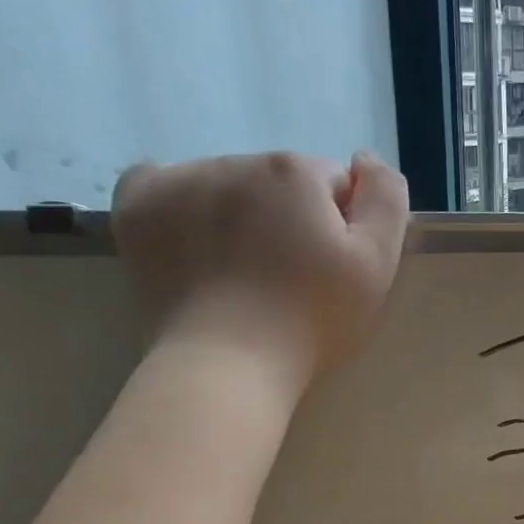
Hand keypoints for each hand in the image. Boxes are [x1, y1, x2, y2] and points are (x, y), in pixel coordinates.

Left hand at [112, 150, 409, 385]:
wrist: (229, 363)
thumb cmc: (314, 318)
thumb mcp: (377, 263)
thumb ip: (385, 199)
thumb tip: (363, 159)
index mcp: (294, 171)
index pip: (333, 183)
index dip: (340, 226)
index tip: (332, 268)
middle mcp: (234, 161)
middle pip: (279, 182)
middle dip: (289, 217)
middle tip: (290, 277)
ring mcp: (179, 180)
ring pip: (228, 185)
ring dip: (240, 214)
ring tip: (242, 272)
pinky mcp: (137, 206)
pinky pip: (165, 184)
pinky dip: (183, 205)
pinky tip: (196, 241)